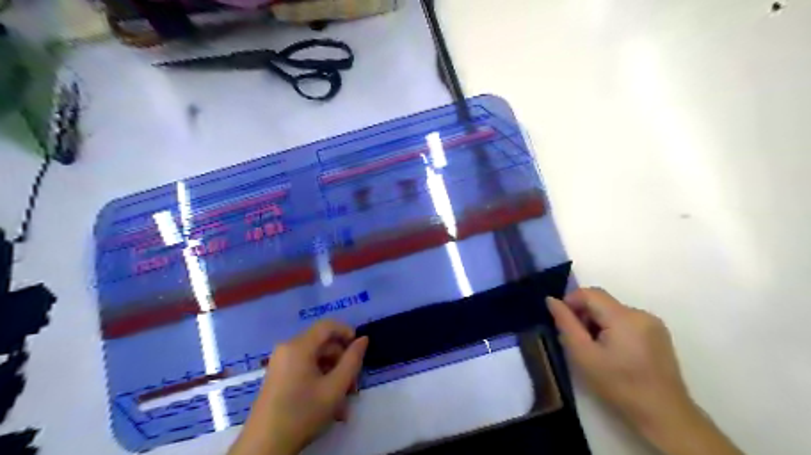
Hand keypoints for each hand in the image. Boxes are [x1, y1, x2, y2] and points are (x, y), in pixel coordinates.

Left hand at [227, 319, 367, 454]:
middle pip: (322, 344)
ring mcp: (280, 363)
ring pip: (316, 359)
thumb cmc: (302, 413)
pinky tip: (329, 404)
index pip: (328, 325)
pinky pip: (305, 368)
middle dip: (341, 362)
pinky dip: (319, 380)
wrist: (264, 447)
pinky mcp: (278, 376)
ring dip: (333, 376)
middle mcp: (287, 348)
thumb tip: (363, 339)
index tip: (360, 350)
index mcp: (298, 346)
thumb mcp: (335, 388)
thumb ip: (352, 361)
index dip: (347, 332)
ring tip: (343, 403)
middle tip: (353, 386)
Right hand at [548, 289, 742, 452]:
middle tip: (576, 340)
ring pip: (614, 311)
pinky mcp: (659, 334)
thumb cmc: (618, 385)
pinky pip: (627, 321)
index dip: (571, 301)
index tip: (562, 322)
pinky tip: (613, 352)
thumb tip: (551, 300)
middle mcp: (641, 313)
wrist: (664, 415)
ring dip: (598, 322)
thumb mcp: (583, 355)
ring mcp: (653, 323)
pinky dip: (613, 329)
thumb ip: (566, 324)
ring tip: (594, 348)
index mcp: (624, 317)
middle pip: (602, 302)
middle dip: (584, 314)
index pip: (590, 293)